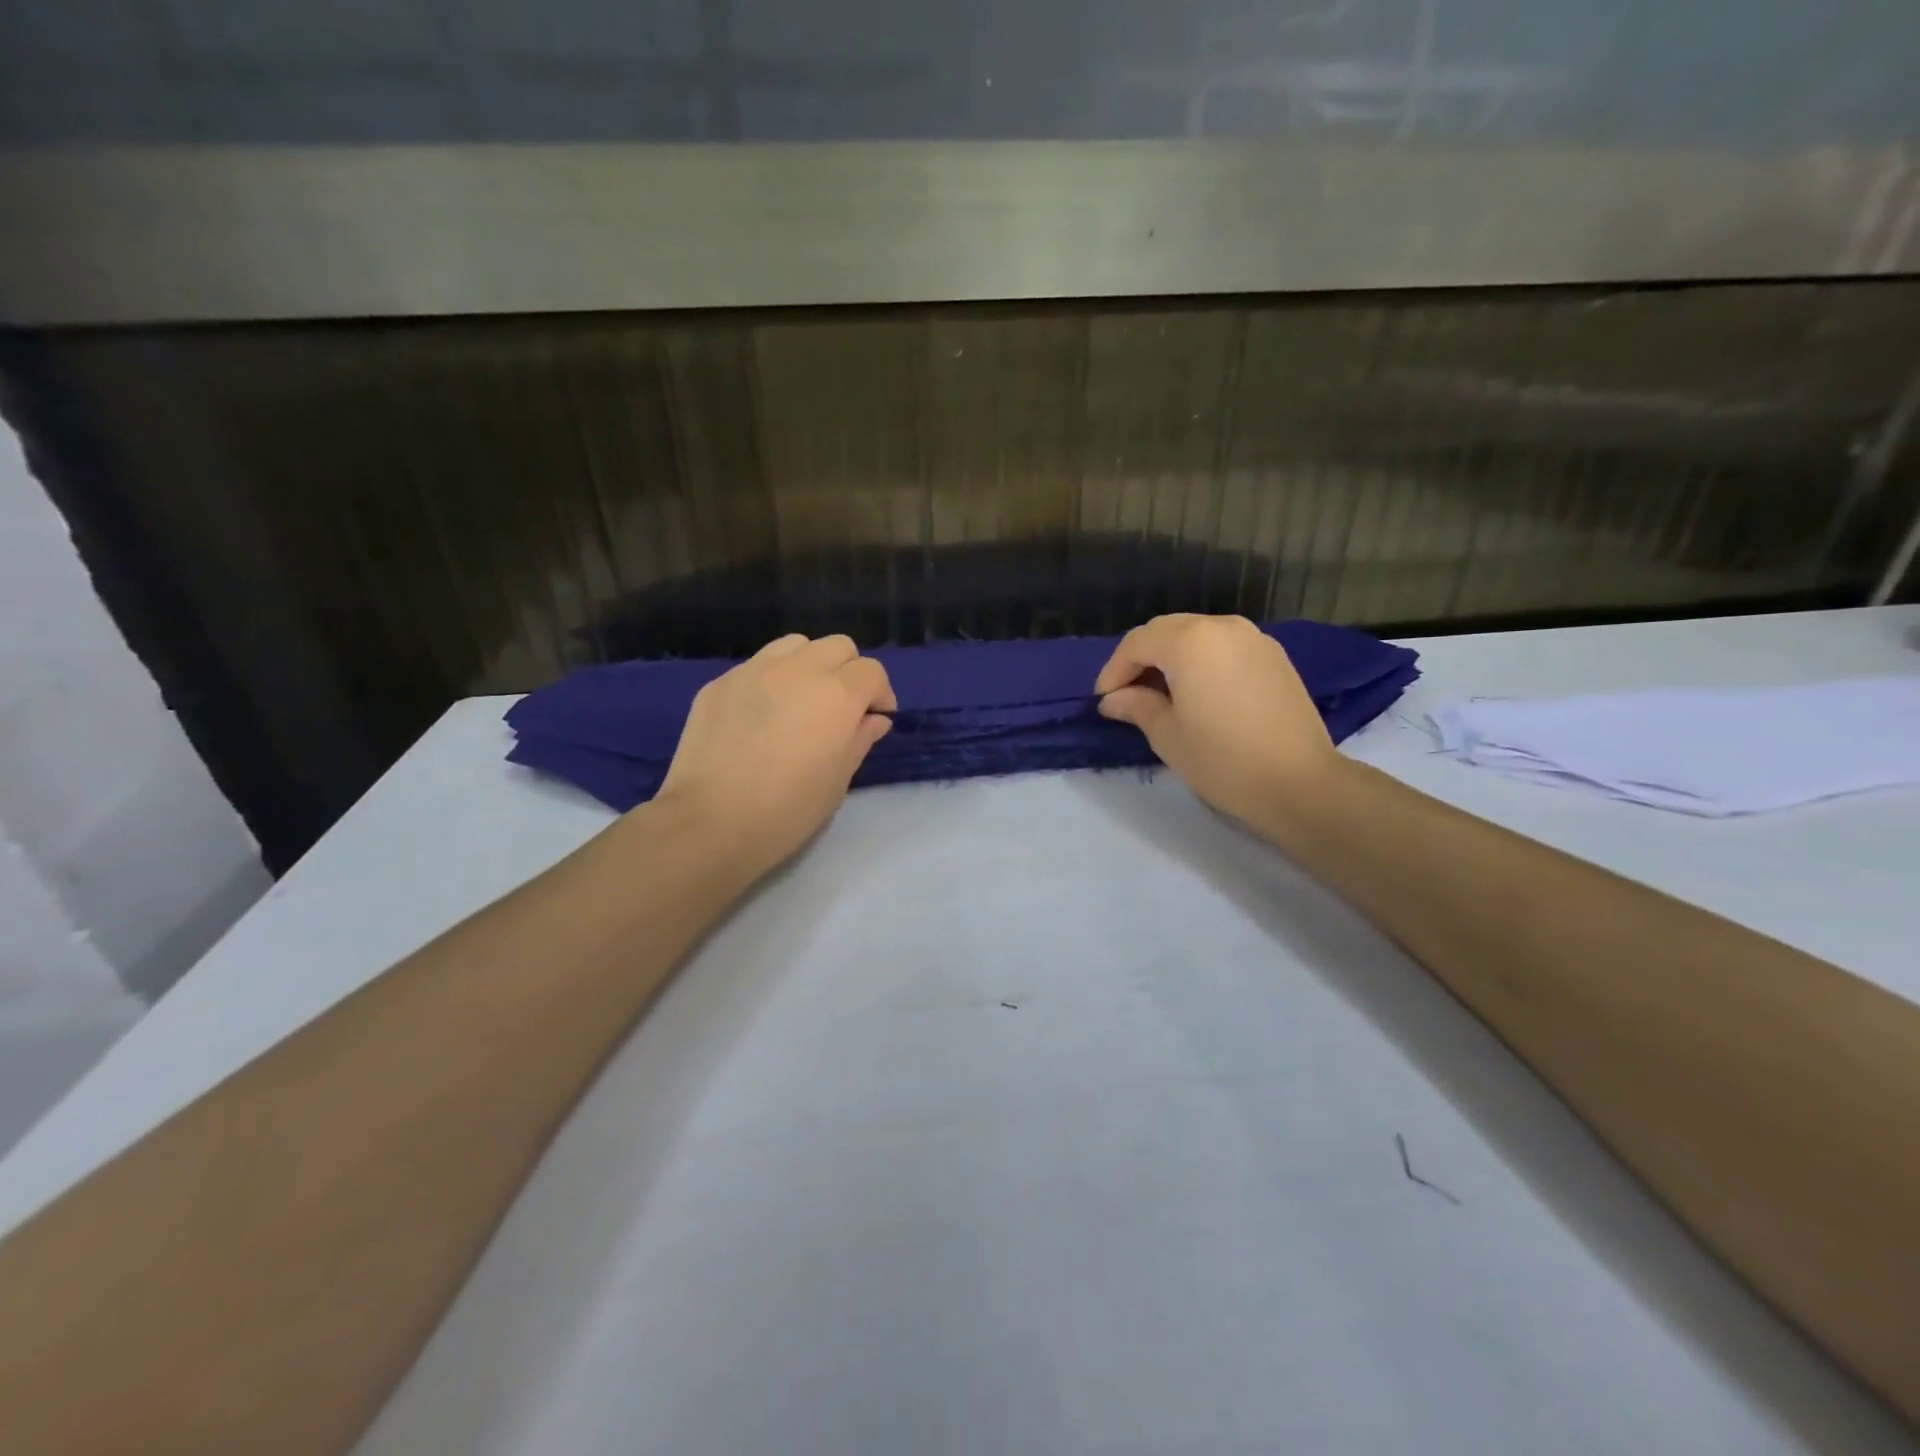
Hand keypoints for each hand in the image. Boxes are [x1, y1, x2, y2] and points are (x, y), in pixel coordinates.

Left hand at [654, 634, 895, 877]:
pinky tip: (762, 715)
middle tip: (842, 708)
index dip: (880, 695)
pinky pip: (757, 666)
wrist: (710, 821)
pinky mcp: (720, 682)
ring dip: (810, 665)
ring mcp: (755, 670)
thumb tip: (873, 719)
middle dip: (849, 671)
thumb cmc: (788, 809)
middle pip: (838, 646)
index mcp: (837, 694)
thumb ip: (860, 739)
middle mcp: (799, 669)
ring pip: (796, 645)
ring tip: (802, 700)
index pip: (872, 671)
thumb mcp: (838, 780)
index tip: (875, 720)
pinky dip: (772, 680)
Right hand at [1094, 614, 1339, 820]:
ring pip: (1197, 634)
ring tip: (1161, 693)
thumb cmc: (1222, 760)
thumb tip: (1114, 700)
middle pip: (1166, 630)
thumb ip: (1136, 706)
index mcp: (1189, 641)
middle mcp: (1221, 627)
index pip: (1137, 643)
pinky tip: (1198, 691)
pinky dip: (1202, 659)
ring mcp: (1253, 638)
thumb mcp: (1167, 735)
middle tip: (1127, 694)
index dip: (1114, 670)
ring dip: (1172, 656)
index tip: (1104, 700)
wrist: (1299, 783)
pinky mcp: (1274, 655)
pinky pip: (1224, 646)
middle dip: (1141, 657)